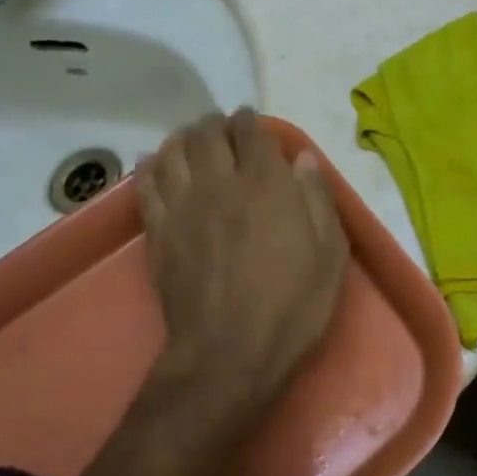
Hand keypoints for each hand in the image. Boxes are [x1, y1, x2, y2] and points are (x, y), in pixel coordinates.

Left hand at [138, 109, 348, 430]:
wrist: (228, 356)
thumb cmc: (291, 306)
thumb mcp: (330, 254)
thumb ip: (318, 198)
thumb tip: (303, 157)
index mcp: (266, 184)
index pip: (251, 133)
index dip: (250, 120)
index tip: (251, 120)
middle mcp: (221, 183)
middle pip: (208, 134)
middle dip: (215, 124)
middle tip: (222, 127)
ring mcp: (184, 206)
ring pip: (173, 151)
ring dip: (183, 137)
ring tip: (190, 139)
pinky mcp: (158, 231)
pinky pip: (146, 185)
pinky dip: (150, 166)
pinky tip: (155, 164)